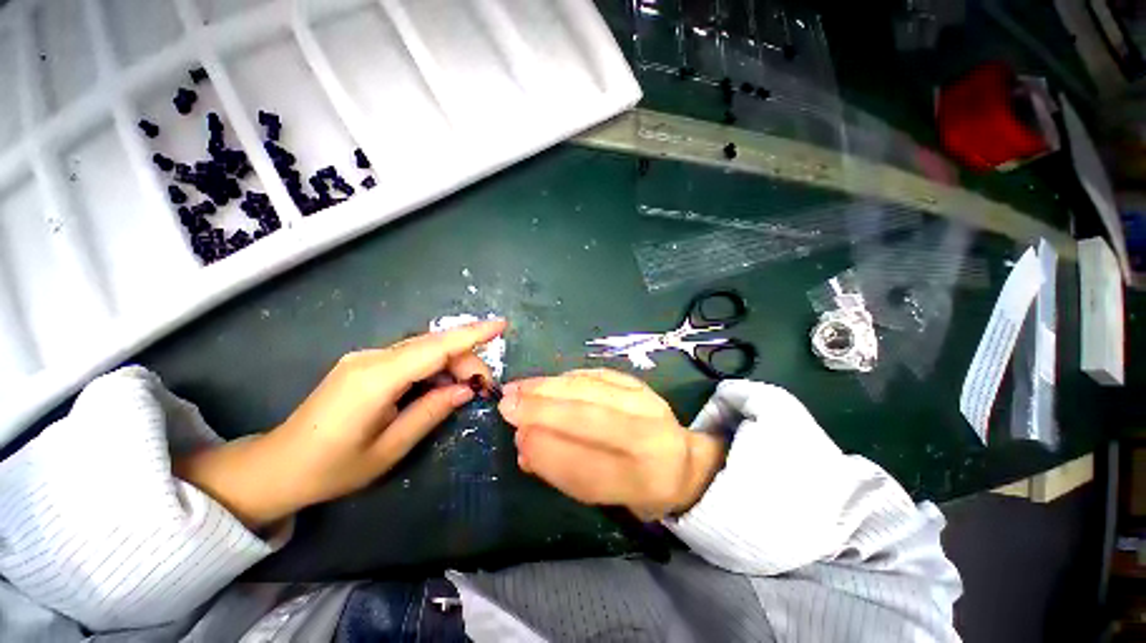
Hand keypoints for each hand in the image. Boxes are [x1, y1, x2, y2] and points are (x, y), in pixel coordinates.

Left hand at [174, 319, 506, 528]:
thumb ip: (431, 412)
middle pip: (433, 346)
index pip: (435, 348)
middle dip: (466, 360)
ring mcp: (365, 358)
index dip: (471, 334)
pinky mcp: (365, 364)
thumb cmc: (332, 468)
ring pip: (423, 350)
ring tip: (466, 390)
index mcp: (375, 379)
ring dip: (451, 364)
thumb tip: (465, 389)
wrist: (277, 467)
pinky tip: (440, 386)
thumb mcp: (390, 449)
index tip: (501, 325)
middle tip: (483, 389)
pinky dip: (433, 368)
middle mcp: (371, 358)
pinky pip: (410, 357)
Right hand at [498, 369, 725, 520]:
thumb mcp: (604, 496)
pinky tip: (545, 382)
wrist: (679, 460)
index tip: (518, 438)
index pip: (590, 468)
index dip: (550, 453)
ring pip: (592, 389)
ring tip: (518, 388)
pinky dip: (567, 378)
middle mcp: (651, 439)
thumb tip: (524, 444)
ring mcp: (648, 403)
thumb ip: (564, 472)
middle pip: (592, 418)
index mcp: (644, 482)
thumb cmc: (636, 486)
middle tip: (508, 404)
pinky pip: (597, 375)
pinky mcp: (640, 383)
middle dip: (544, 410)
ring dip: (549, 386)